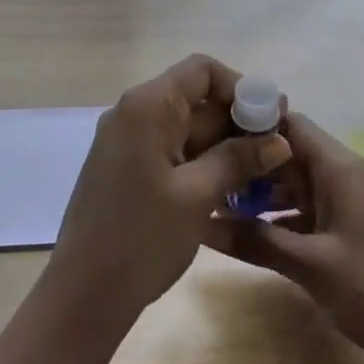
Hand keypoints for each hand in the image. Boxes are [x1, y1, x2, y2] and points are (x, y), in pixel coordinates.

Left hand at [51, 54, 291, 318]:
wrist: (85, 292)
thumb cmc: (143, 237)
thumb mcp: (198, 195)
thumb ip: (238, 159)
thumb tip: (278, 140)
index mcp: (147, 106)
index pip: (201, 70)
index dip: (239, 87)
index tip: (269, 120)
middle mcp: (133, 113)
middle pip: (195, 99)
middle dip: (236, 121)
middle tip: (276, 152)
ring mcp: (127, 142)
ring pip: (186, 128)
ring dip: (223, 146)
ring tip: (263, 174)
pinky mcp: (126, 168)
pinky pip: (171, 151)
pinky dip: (201, 162)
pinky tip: (231, 188)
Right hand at [201, 113, 363, 363]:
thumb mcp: (309, 264)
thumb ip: (254, 239)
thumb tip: (199, 222)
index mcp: (340, 168)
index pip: (289, 123)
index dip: (250, 123)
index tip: (208, 133)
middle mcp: (343, 177)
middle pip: (288, 153)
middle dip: (248, 162)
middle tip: (202, 172)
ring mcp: (347, 207)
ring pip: (294, 185)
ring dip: (259, 193)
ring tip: (212, 201)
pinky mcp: (346, 235)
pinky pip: (304, 212)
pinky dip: (277, 218)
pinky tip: (244, 233)